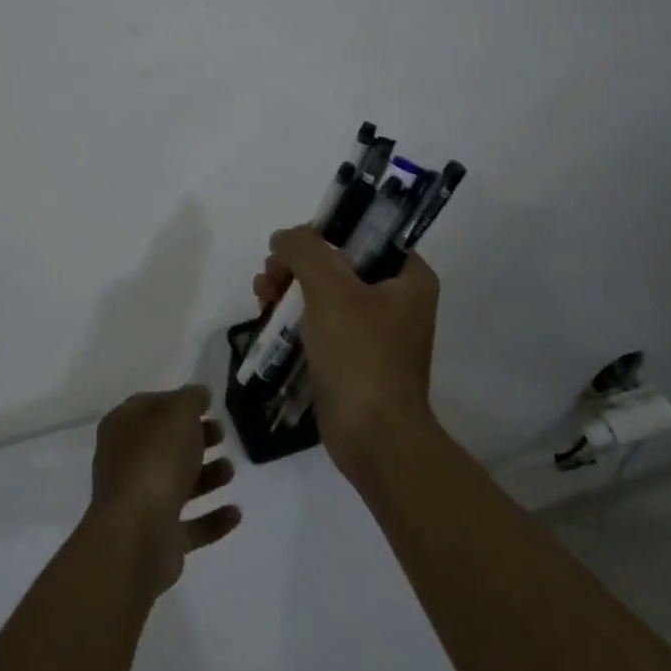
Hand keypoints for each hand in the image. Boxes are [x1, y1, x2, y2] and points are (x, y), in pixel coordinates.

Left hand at [87, 384, 240, 597]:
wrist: (137, 535)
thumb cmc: (156, 461)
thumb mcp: (178, 414)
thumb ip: (190, 399)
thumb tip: (198, 393)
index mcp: (122, 428)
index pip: (151, 406)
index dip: (178, 402)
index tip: (208, 405)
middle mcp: (126, 463)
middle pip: (165, 445)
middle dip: (195, 439)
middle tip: (221, 434)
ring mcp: (140, 503)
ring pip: (177, 483)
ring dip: (206, 476)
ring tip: (230, 470)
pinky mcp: (157, 538)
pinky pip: (190, 524)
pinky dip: (212, 518)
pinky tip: (235, 512)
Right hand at [254, 227, 440, 475]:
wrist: (373, 438)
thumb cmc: (360, 355)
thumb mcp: (330, 288)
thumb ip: (304, 249)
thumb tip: (284, 238)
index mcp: (409, 276)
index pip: (364, 233)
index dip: (324, 232)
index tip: (291, 246)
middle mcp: (397, 298)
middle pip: (338, 261)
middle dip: (298, 263)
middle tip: (270, 274)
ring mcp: (375, 330)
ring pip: (324, 291)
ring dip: (289, 286)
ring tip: (262, 295)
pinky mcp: (353, 356)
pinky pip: (320, 322)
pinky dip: (294, 315)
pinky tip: (267, 317)